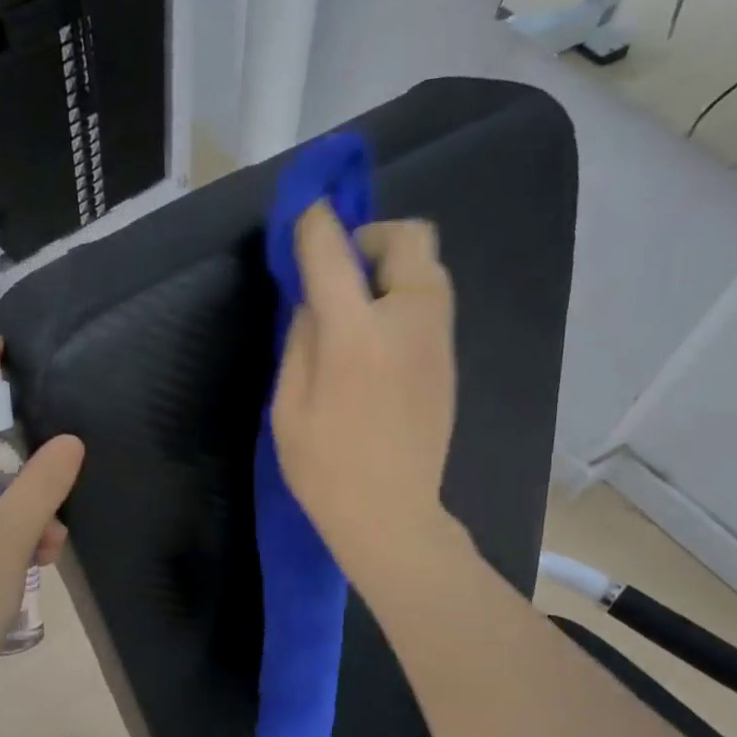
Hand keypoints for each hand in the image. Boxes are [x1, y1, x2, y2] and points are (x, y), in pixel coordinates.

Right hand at [272, 202, 456, 592]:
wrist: (390, 515)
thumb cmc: (325, 469)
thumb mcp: (287, 407)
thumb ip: (299, 341)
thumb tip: (313, 300)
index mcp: (356, 335)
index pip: (334, 250)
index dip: (314, 225)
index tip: (302, 221)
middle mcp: (408, 321)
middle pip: (409, 237)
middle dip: (370, 239)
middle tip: (339, 276)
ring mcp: (438, 340)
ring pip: (428, 268)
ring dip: (391, 270)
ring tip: (358, 310)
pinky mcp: (449, 360)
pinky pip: (431, 303)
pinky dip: (404, 300)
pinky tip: (379, 344)